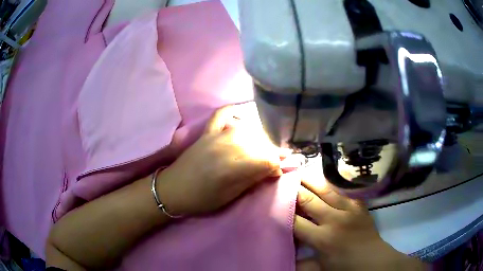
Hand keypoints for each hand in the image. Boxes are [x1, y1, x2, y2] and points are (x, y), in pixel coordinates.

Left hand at [157, 104, 282, 215]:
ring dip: (259, 139)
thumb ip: (255, 178)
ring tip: (260, 150)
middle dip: (271, 154)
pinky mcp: (207, 131)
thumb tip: (275, 169)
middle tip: (271, 164)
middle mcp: (229, 145)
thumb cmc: (203, 199)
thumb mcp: (232, 195)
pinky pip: (222, 114)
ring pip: (248, 130)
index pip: (268, 158)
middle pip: (261, 143)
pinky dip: (233, 112)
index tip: (276, 173)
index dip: (277, 166)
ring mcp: (217, 135)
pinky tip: (241, 118)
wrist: (173, 189)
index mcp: (235, 166)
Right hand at [294, 165, 427, 270]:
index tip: (271, 201)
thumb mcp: (320, 270)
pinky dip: (332, 182)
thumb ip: (300, 264)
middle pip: (309, 199)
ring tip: (298, 169)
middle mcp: (334, 220)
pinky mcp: (359, 205)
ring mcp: (349, 209)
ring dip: (310, 179)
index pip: (295, 221)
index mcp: (322, 238)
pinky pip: (344, 190)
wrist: (373, 260)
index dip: (282, 211)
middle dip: (293, 189)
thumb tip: (283, 258)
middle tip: (281, 177)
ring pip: (326, 189)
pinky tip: (323, 175)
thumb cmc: (345, 267)